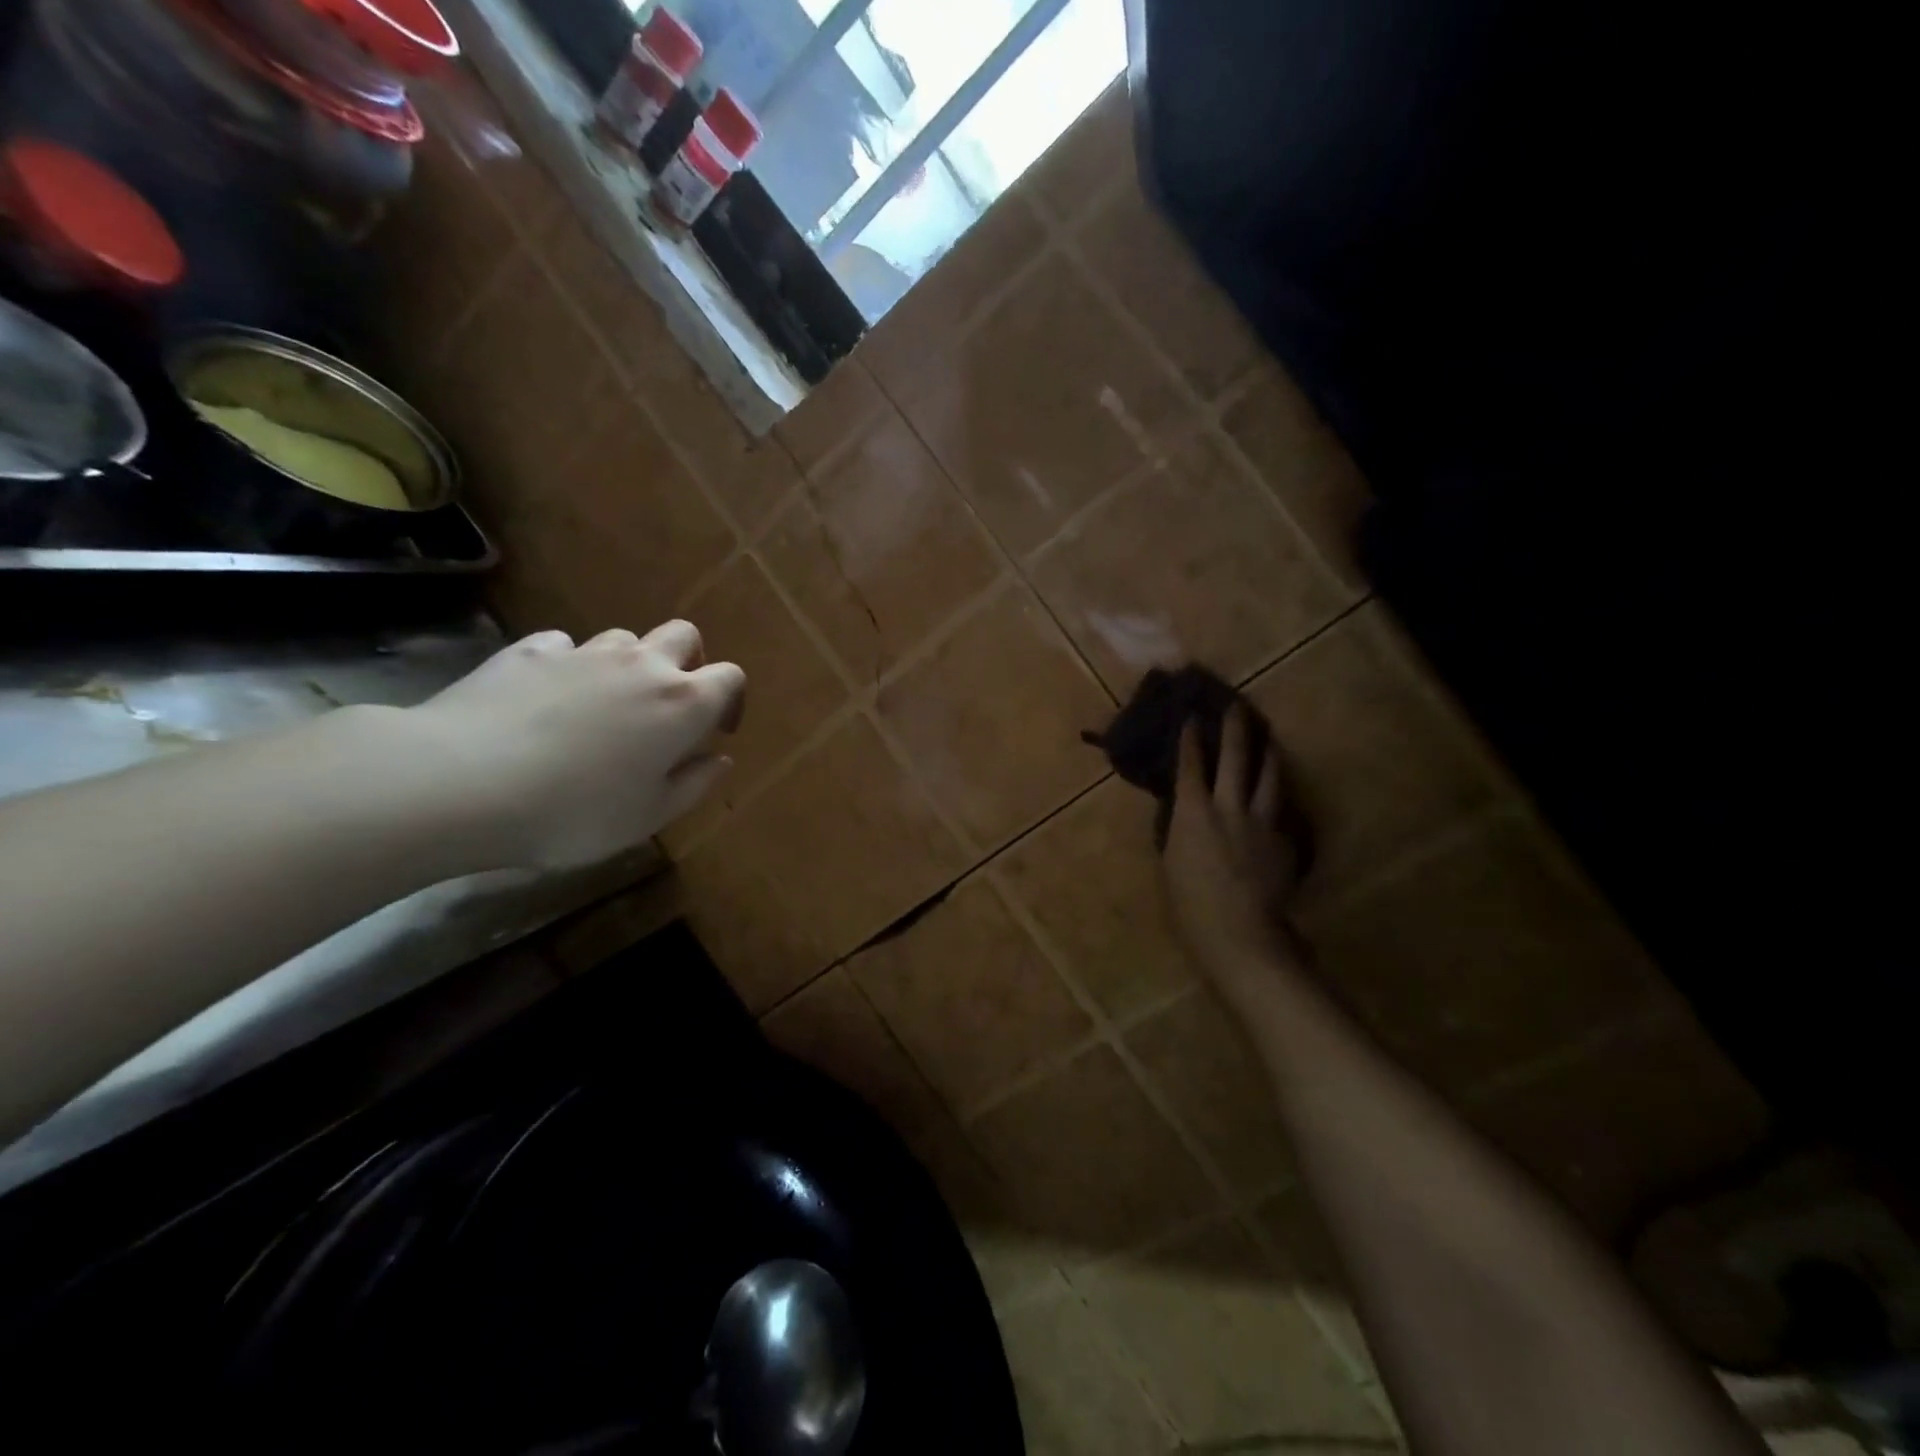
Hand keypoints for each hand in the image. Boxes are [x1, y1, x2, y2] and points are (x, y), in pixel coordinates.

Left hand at [410, 622, 744, 869]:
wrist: (462, 783)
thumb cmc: (575, 812)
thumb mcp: (649, 816)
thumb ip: (694, 784)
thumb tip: (719, 759)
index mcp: (683, 703)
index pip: (730, 677)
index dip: (731, 700)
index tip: (716, 731)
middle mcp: (642, 665)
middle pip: (684, 636)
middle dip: (688, 661)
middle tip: (669, 704)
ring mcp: (584, 652)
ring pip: (624, 639)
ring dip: (628, 664)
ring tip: (605, 705)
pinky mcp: (530, 651)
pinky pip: (564, 646)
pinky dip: (570, 665)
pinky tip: (549, 697)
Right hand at [1162, 707, 1306, 987]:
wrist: (1238, 933)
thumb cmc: (1188, 904)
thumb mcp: (1171, 861)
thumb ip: (1180, 829)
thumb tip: (1186, 813)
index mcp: (1193, 812)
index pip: (1190, 765)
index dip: (1191, 740)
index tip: (1193, 718)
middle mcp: (1229, 807)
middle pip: (1235, 758)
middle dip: (1235, 729)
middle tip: (1238, 707)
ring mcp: (1262, 822)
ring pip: (1269, 777)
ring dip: (1268, 755)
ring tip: (1269, 740)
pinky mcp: (1285, 841)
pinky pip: (1281, 812)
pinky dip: (1276, 801)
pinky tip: (1278, 801)